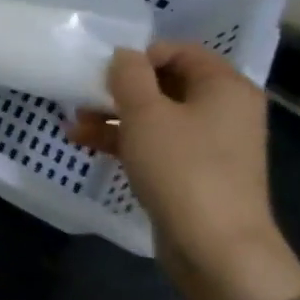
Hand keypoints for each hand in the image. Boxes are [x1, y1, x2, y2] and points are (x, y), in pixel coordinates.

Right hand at [70, 43, 299, 299]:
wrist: (215, 248)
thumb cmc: (182, 168)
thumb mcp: (146, 113)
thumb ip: (129, 75)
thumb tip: (123, 55)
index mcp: (225, 86)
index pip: (179, 51)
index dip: (138, 56)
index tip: (103, 73)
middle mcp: (224, 110)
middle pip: (165, 83)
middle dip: (119, 89)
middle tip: (82, 96)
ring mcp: (211, 144)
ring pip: (156, 116)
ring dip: (114, 116)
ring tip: (74, 124)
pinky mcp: (194, 172)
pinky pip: (156, 144)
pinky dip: (124, 141)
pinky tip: (85, 144)